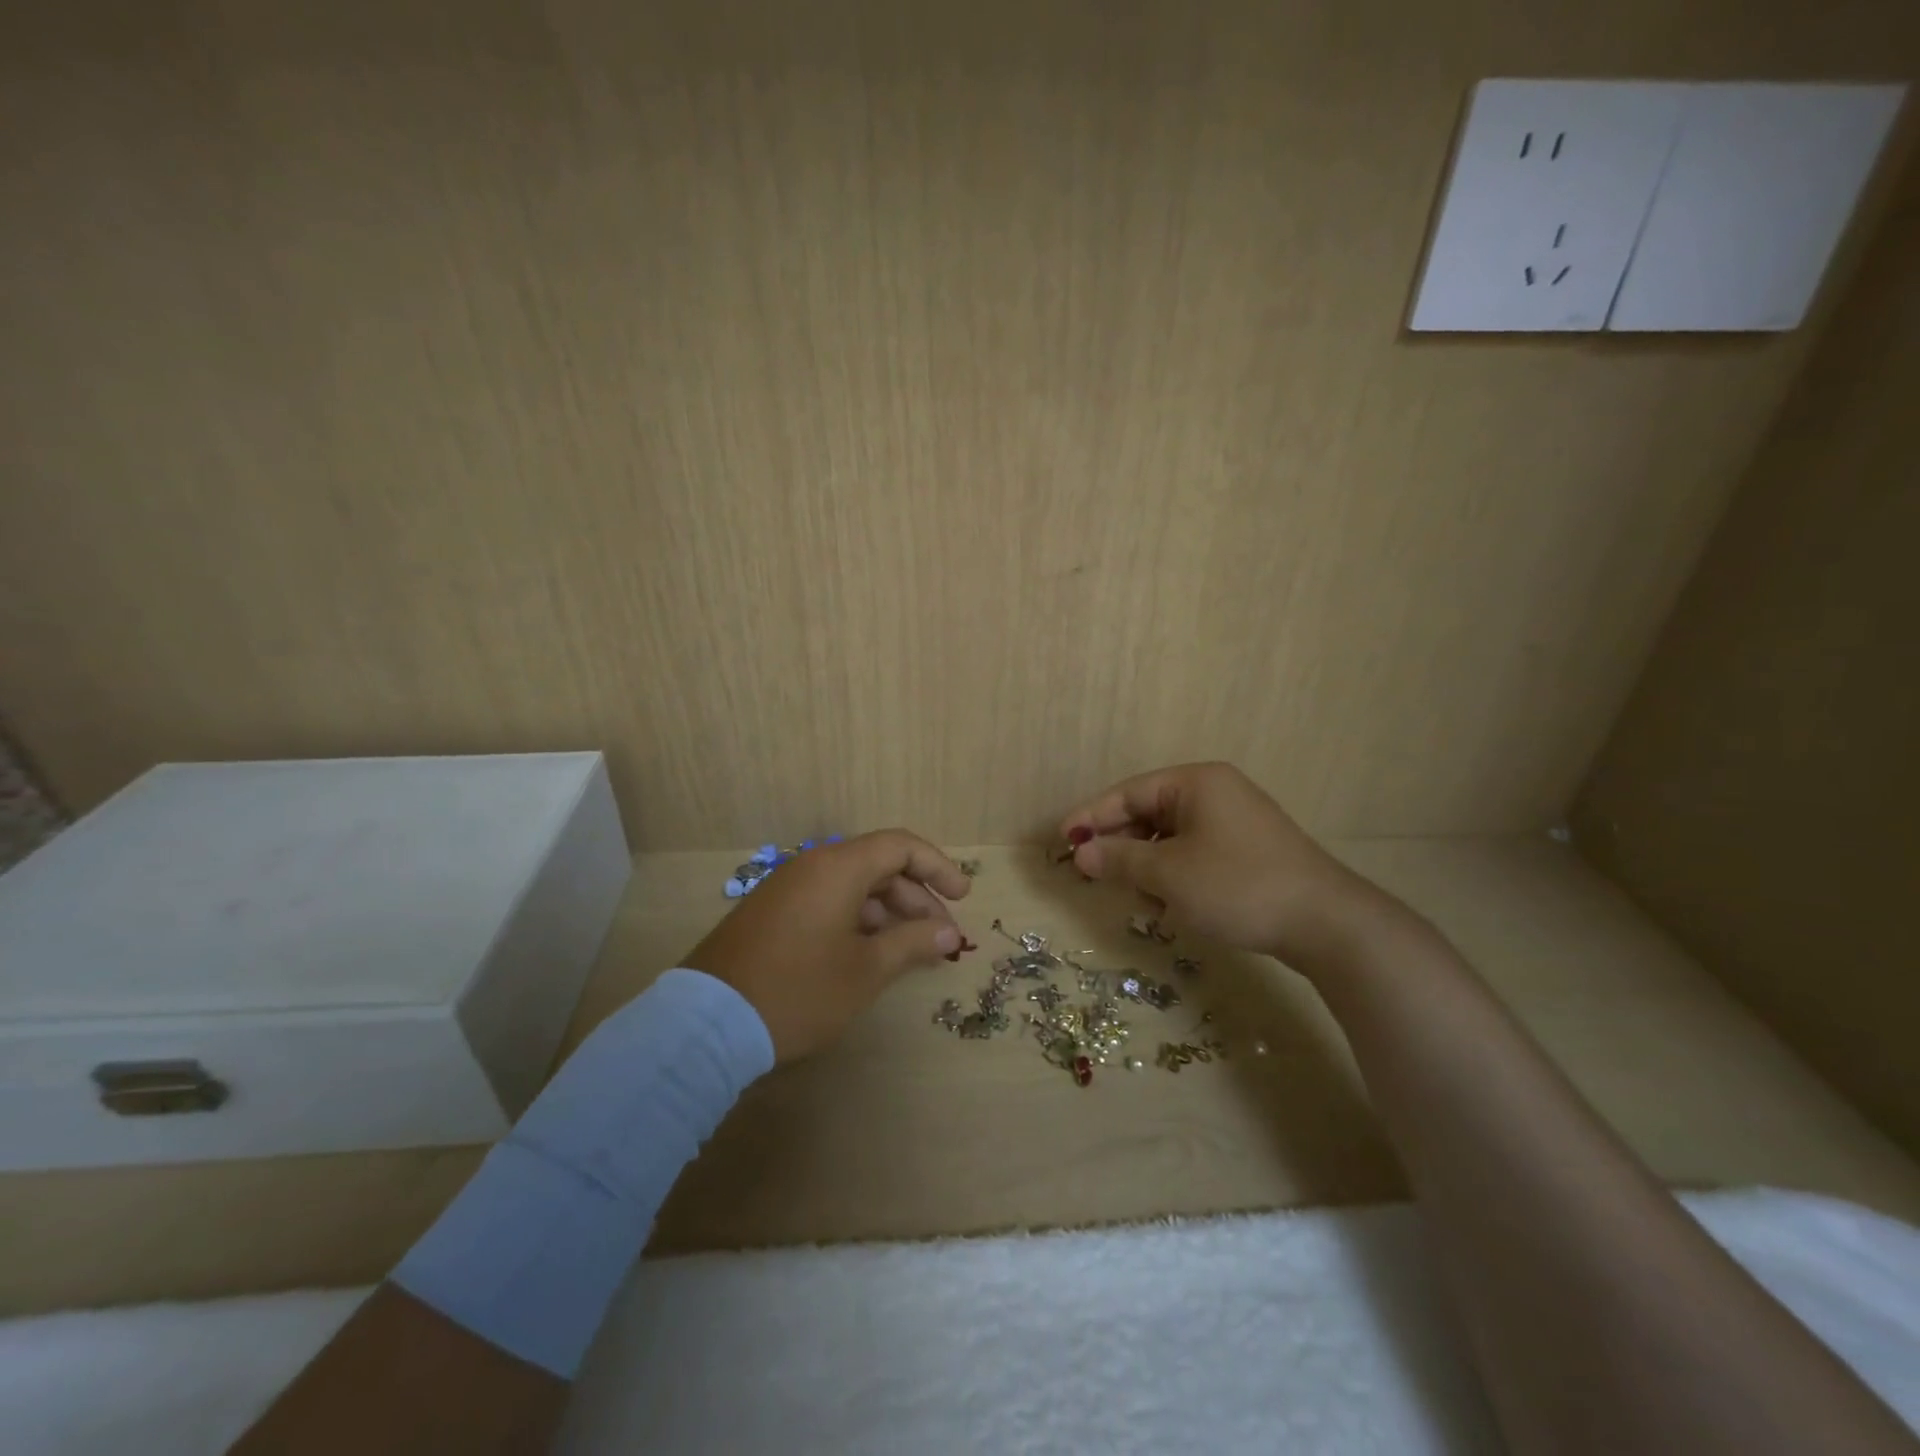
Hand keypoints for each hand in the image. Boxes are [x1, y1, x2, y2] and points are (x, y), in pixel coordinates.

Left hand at [682, 830, 973, 1061]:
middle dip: (915, 898)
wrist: (708, 1024)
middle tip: (941, 937)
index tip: (961, 898)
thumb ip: (913, 943)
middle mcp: (811, 866)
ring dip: (887, 912)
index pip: (900, 846)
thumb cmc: (800, 990)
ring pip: (851, 885)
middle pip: (877, 865)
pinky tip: (866, 953)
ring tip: (908, 950)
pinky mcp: (770, 913)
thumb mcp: (867, 970)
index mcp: (838, 867)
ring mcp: (786, 888)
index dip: (937, 867)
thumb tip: (949, 934)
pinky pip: (826, 901)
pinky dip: (856, 919)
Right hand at [1059, 762, 1400, 974]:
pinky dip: (1175, 875)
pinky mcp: (1247, 851)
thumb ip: (1119, 859)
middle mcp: (1214, 793)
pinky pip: (1194, 854)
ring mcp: (1234, 822)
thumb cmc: (1237, 885)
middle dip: (1121, 846)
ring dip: (1148, 867)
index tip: (1062, 839)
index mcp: (1195, 783)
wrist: (1325, 923)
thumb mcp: (1168, 874)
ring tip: (1141, 900)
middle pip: (1148, 813)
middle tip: (1094, 874)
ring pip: (1170, 838)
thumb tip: (1080, 851)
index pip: (1129, 792)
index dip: (1092, 816)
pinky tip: (1172, 906)